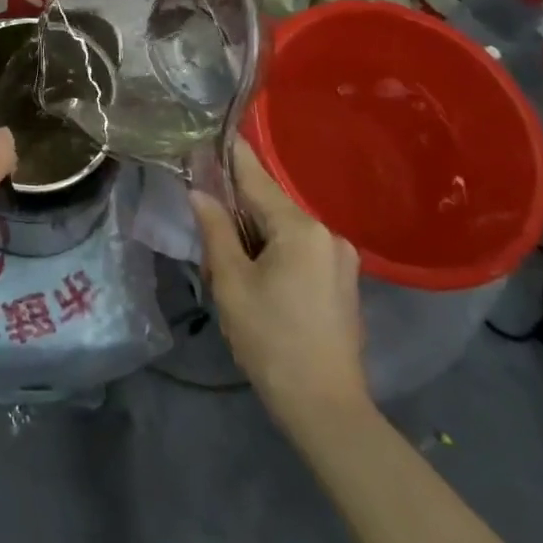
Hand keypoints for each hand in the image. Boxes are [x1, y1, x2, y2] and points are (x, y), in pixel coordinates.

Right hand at [190, 139, 368, 429]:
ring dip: (253, 235)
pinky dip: (273, 251)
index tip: (209, 132)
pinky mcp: (343, 282)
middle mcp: (326, 234)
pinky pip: (299, 250)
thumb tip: (199, 192)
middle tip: (204, 224)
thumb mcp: (231, 282)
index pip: (255, 177)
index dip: (230, 154)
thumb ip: (214, 229)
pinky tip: (256, 277)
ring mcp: (341, 259)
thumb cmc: (271, 340)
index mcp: (300, 229)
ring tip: (226, 263)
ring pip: (283, 229)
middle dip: (236, 209)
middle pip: (269, 205)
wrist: (327, 410)